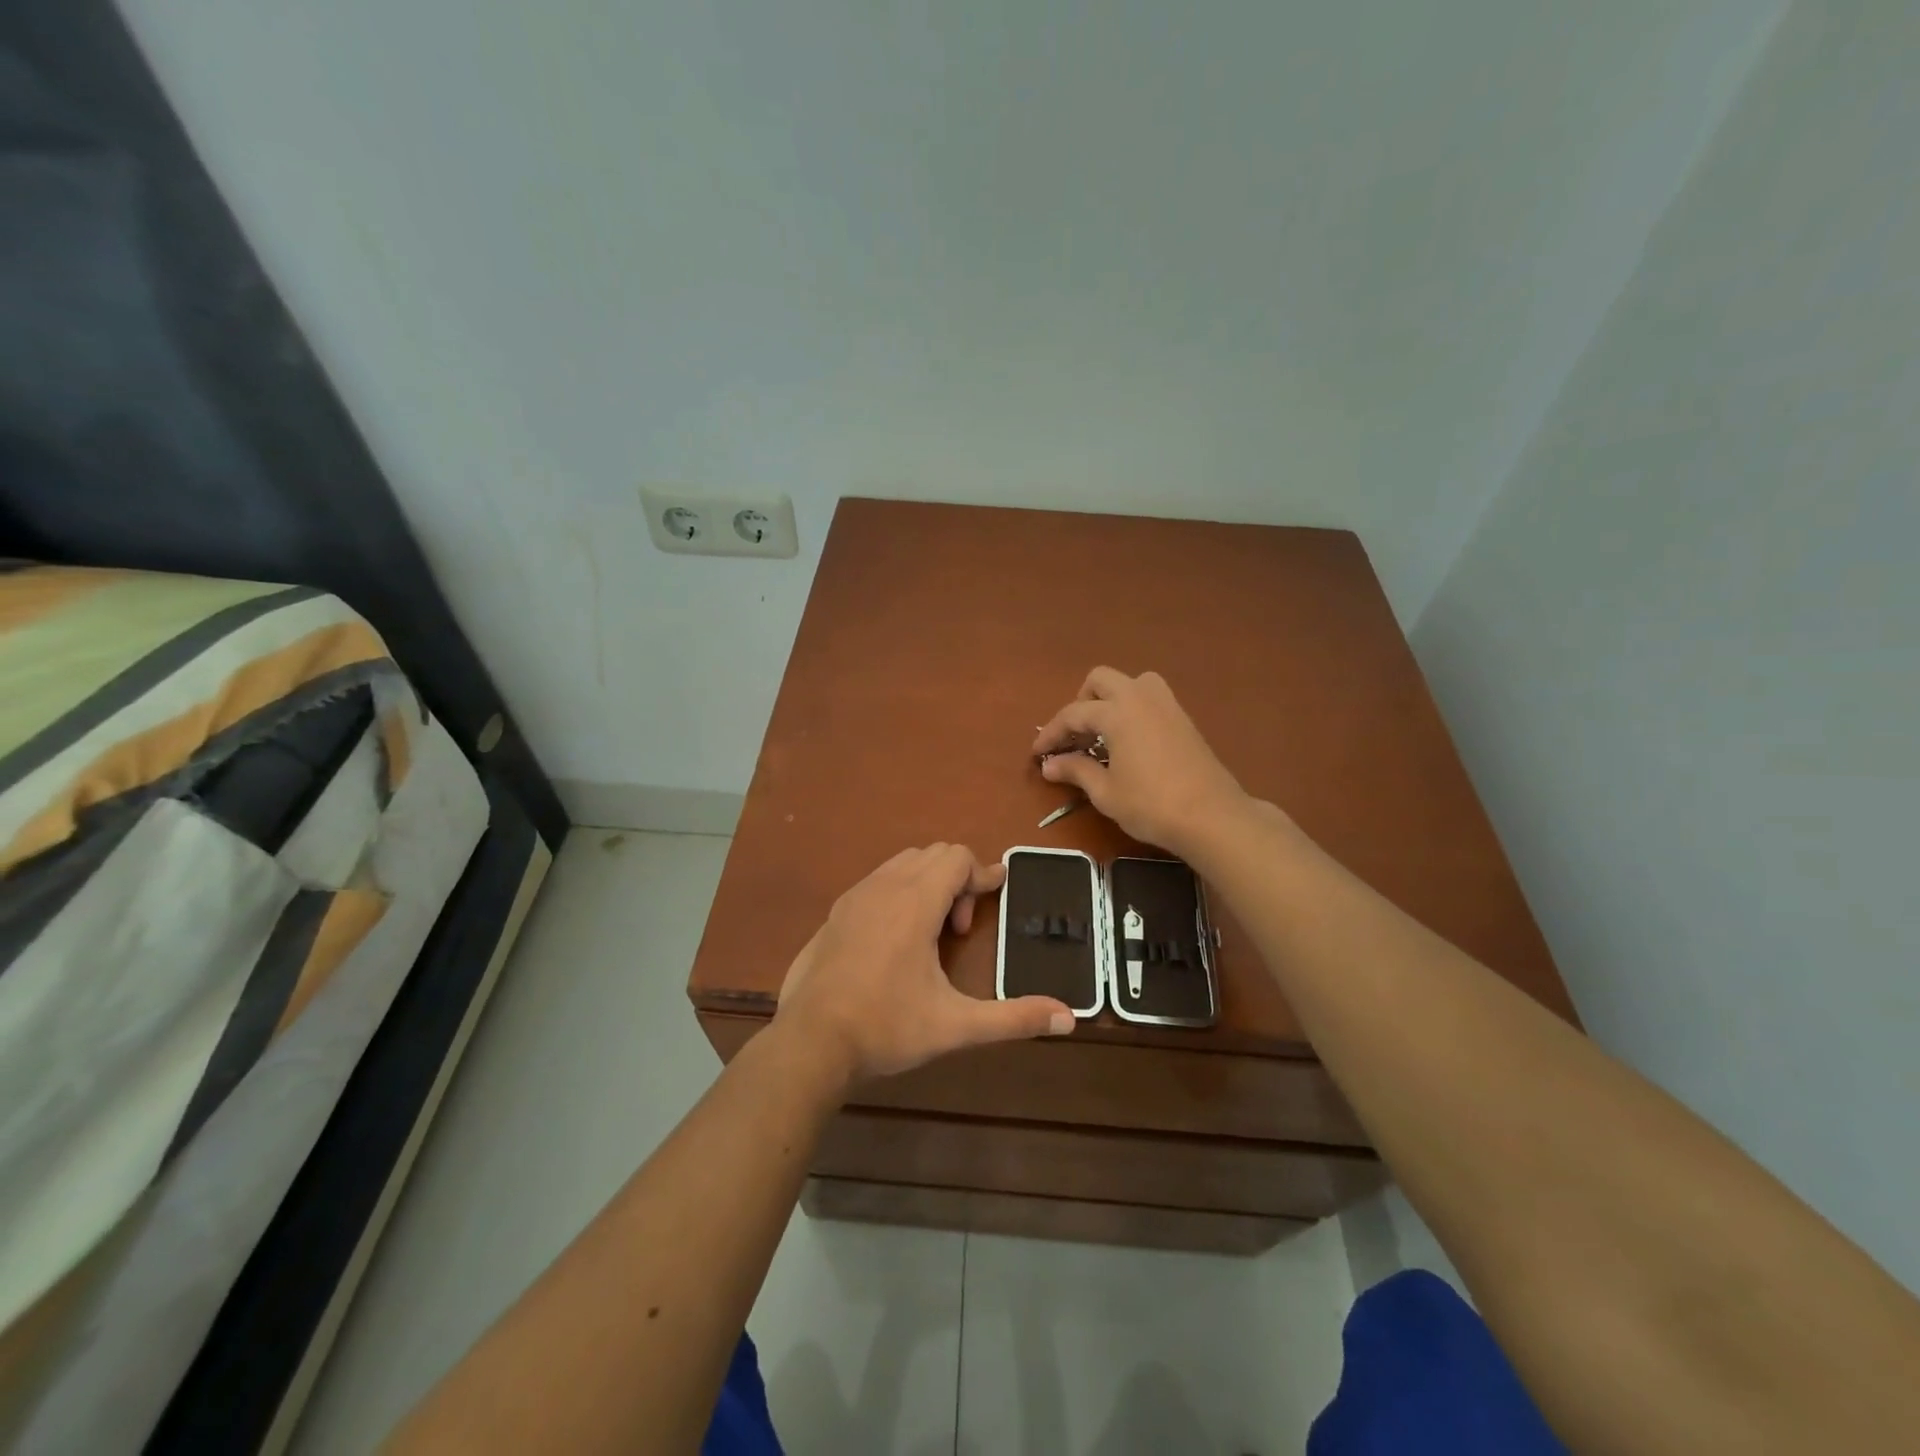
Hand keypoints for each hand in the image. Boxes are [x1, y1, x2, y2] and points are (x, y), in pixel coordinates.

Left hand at [774, 844, 1075, 1085]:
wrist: (809, 1043)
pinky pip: (877, 881)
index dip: (982, 874)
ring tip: (932, 934)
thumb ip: (1014, 1018)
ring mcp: (854, 897)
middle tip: (960, 930)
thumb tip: (1069, 1018)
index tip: (998, 893)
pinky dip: (899, 892)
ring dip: (927, 884)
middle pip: (932, 854)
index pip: (956, 856)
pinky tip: (896, 941)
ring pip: (902, 864)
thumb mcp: (956, 1026)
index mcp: (915, 902)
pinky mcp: (835, 913)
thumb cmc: (886, 1027)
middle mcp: (884, 887)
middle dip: (957, 880)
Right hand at [1032, 668, 1251, 855]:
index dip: (1051, 733)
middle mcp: (1140, 697)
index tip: (1038, 753)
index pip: (1073, 714)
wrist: (1211, 816)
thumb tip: (1048, 765)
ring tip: (1103, 732)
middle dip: (1081, 702)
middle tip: (1075, 737)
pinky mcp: (1183, 718)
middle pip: (1101, 680)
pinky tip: (1129, 741)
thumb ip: (1076, 771)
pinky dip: (1132, 708)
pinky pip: (1150, 697)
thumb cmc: (1151, 804)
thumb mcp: (1105, 792)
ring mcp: (1166, 704)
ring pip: (1131, 682)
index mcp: (1117, 712)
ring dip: (1111, 698)